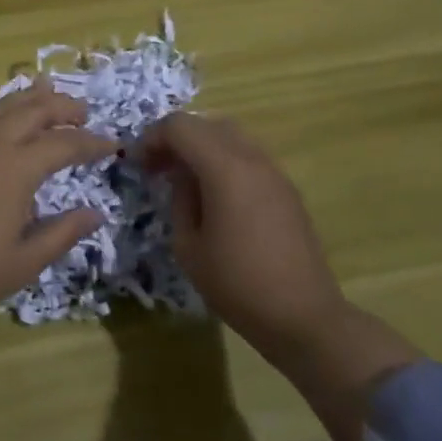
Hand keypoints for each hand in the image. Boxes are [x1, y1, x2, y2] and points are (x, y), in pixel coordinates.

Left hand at [0, 81, 118, 321]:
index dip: (92, 142)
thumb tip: (95, 213)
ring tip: (42, 91)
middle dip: (63, 107)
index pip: (66, 144)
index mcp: (19, 167)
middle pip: (34, 111)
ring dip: (24, 98)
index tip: (111, 144)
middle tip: (81, 110)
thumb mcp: (23, 262)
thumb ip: (61, 233)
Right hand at [138, 113, 345, 353]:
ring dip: (201, 146)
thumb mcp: (188, 246)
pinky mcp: (286, 189)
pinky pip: (247, 156)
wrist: (304, 317)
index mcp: (224, 168)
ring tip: (184, 179)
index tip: (138, 165)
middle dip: (175, 138)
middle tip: (157, 168)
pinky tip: (214, 194)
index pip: (179, 126)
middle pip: (205, 124)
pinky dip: (223, 160)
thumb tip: (181, 178)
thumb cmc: (237, 284)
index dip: (152, 138)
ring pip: (229, 136)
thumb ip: (179, 199)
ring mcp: (274, 172)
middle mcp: (251, 158)